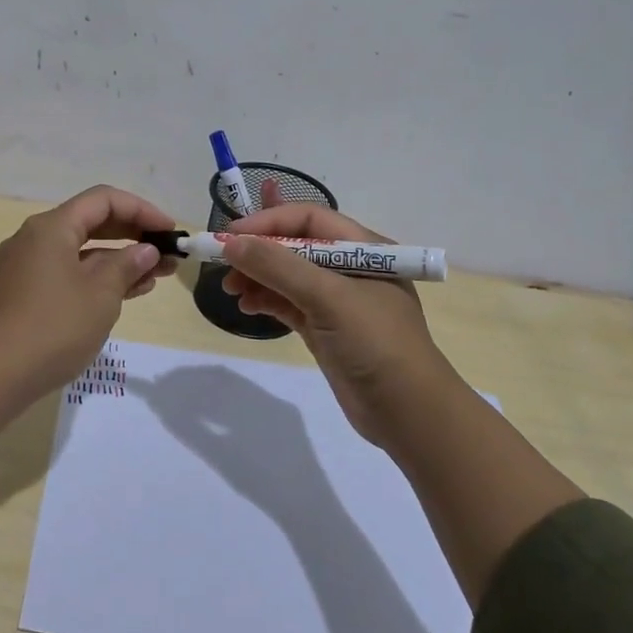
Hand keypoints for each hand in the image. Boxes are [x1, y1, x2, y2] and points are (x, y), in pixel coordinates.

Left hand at [0, 185, 178, 394]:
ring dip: (118, 260)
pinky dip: (97, 278)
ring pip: (81, 251)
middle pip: (91, 222)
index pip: (103, 200)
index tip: (169, 231)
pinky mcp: (25, 292)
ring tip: (156, 276)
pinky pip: (68, 272)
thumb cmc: (55, 327)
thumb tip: (146, 250)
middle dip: (133, 235)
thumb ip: (127, 265)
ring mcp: (27, 266)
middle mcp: (35, 238)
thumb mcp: (101, 295)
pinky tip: (126, 292)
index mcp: (51, 227)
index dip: (141, 210)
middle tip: (167, 253)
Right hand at [219, 203, 446, 445]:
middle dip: (258, 252)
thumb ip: (278, 267)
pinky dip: (265, 300)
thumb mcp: (328, 298)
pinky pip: (288, 302)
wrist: (408, 413)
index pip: (308, 219)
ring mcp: (337, 300)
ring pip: (287, 275)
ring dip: (257, 277)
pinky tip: (247, 307)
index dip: (268, 222)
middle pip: (294, 245)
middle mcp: (350, 268)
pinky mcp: (325, 328)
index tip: (230, 237)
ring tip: (231, 291)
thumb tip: (231, 243)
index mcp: (363, 248)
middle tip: (223, 265)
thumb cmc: (375, 343)